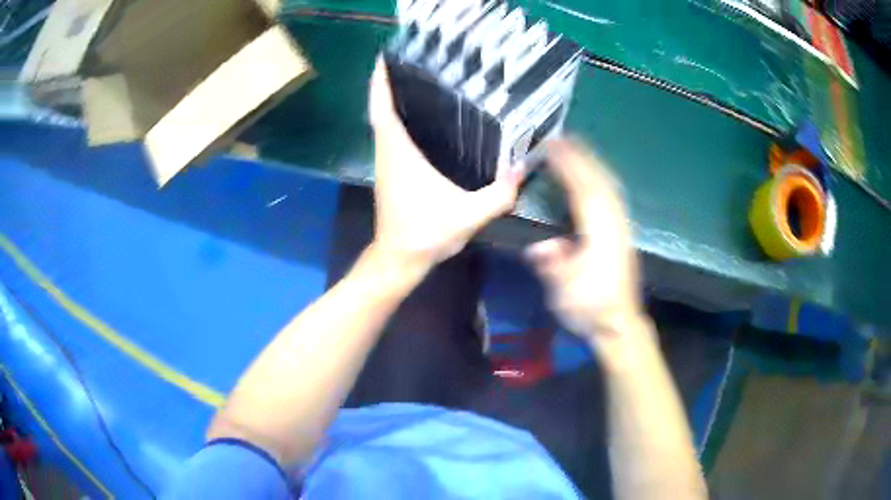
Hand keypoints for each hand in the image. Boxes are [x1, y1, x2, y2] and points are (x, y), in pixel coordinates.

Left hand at [369, 58, 522, 271]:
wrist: (400, 259)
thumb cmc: (425, 234)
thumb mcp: (468, 215)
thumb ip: (498, 194)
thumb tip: (522, 169)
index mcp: (398, 151)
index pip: (382, 107)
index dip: (380, 80)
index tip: (386, 57)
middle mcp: (387, 151)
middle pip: (383, 107)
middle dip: (393, 81)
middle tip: (418, 60)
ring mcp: (387, 161)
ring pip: (387, 121)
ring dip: (397, 99)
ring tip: (424, 80)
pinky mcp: (392, 171)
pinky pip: (393, 135)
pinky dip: (401, 118)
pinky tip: (427, 116)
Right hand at [525, 141, 648, 362]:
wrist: (619, 324)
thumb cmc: (590, 310)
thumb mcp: (565, 295)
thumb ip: (554, 267)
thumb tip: (539, 247)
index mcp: (599, 237)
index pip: (584, 194)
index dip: (568, 168)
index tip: (552, 148)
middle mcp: (614, 226)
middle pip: (599, 183)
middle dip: (581, 157)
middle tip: (561, 138)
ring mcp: (621, 228)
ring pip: (609, 187)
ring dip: (592, 164)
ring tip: (575, 148)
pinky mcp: (622, 233)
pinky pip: (612, 196)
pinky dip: (601, 178)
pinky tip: (593, 175)